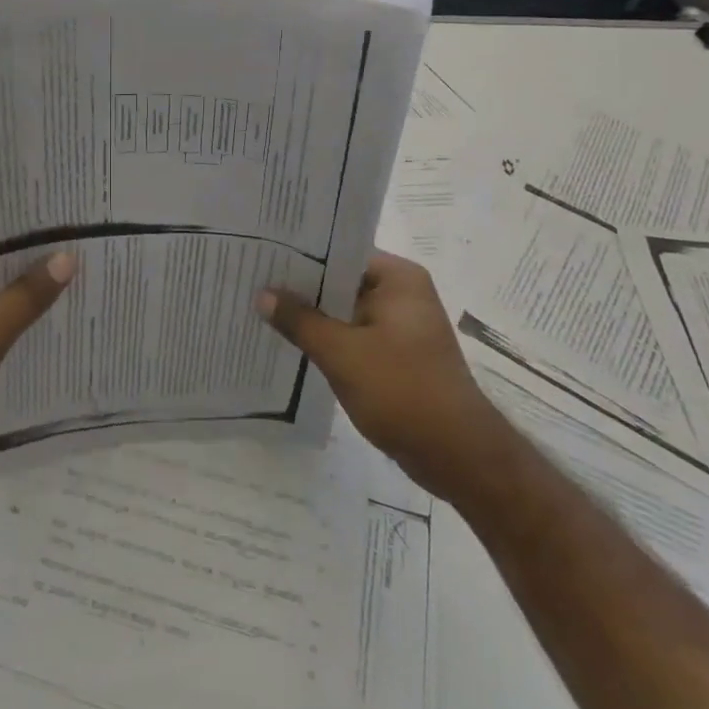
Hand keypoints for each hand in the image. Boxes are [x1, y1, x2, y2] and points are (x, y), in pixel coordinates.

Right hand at [258, 251, 504, 503]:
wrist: (457, 455)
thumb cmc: (402, 391)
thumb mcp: (341, 353)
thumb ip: (299, 320)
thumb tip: (262, 294)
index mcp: (398, 279)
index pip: (340, 253)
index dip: (300, 255)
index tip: (262, 256)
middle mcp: (402, 294)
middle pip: (340, 281)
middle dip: (300, 287)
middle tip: (251, 280)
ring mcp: (400, 327)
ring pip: (343, 311)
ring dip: (311, 316)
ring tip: (260, 309)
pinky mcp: (396, 356)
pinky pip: (352, 337)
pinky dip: (326, 340)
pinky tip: (290, 343)